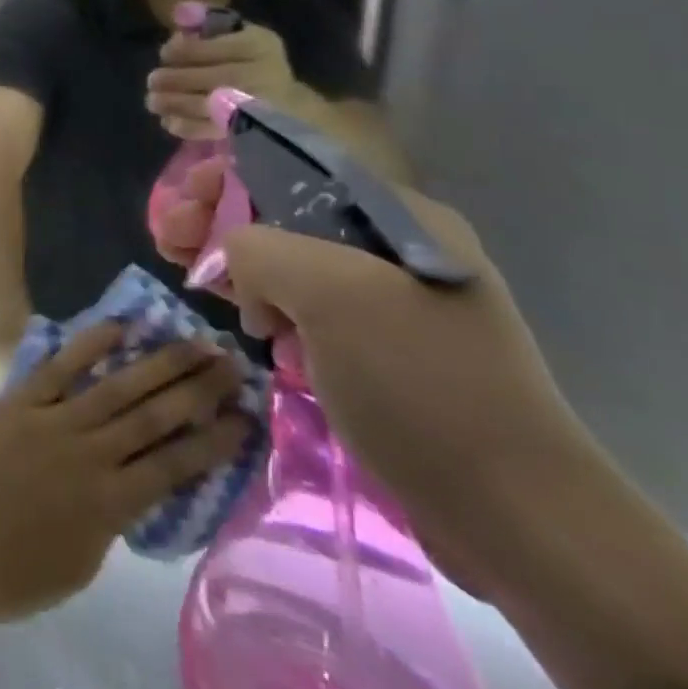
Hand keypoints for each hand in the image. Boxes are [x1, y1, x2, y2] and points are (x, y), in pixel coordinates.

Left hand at [0, 326, 249, 627]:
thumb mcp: (86, 561)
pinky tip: (120, 327)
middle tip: (230, 361)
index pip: (176, 464)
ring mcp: (55, 421)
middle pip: (154, 415)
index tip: (245, 416)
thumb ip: (116, 517)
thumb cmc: (20, 572)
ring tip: (193, 341)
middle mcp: (91, 454)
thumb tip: (140, 482)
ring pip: (118, 387)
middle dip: (197, 388)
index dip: (213, 439)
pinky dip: (90, 346)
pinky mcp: (22, 400)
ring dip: (159, 363)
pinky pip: (61, 367)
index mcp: (111, 503)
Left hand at [147, 24, 309, 138]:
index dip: (182, 51)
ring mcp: (254, 106)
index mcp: (257, 45)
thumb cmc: (253, 62)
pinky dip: (184, 126)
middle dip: (173, 79)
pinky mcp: (246, 131)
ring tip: (152, 100)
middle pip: (209, 77)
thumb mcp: (240, 33)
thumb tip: (180, 12)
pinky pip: (210, 130)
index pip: (212, 47)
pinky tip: (168, 120)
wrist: (287, 105)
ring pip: (205, 105)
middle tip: (152, 80)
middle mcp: (260, 74)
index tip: (164, 53)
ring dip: (172, 103)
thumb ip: (210, 21)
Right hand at [156, 166, 588, 600]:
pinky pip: (310, 311)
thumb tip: (236, 259)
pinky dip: (270, 308)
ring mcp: (390, 305)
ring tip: (188, 272)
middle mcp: (396, 249)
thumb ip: (262, 249)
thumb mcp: (332, 294)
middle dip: (223, 218)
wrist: (518, 520)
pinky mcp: (381, 354)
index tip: (185, 193)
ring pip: (293, 264)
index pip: (297, 168)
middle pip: (288, 214)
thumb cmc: (421, 386)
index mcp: (398, 217)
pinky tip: (244, 321)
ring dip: (238, 263)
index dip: (233, 170)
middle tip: (169, 237)